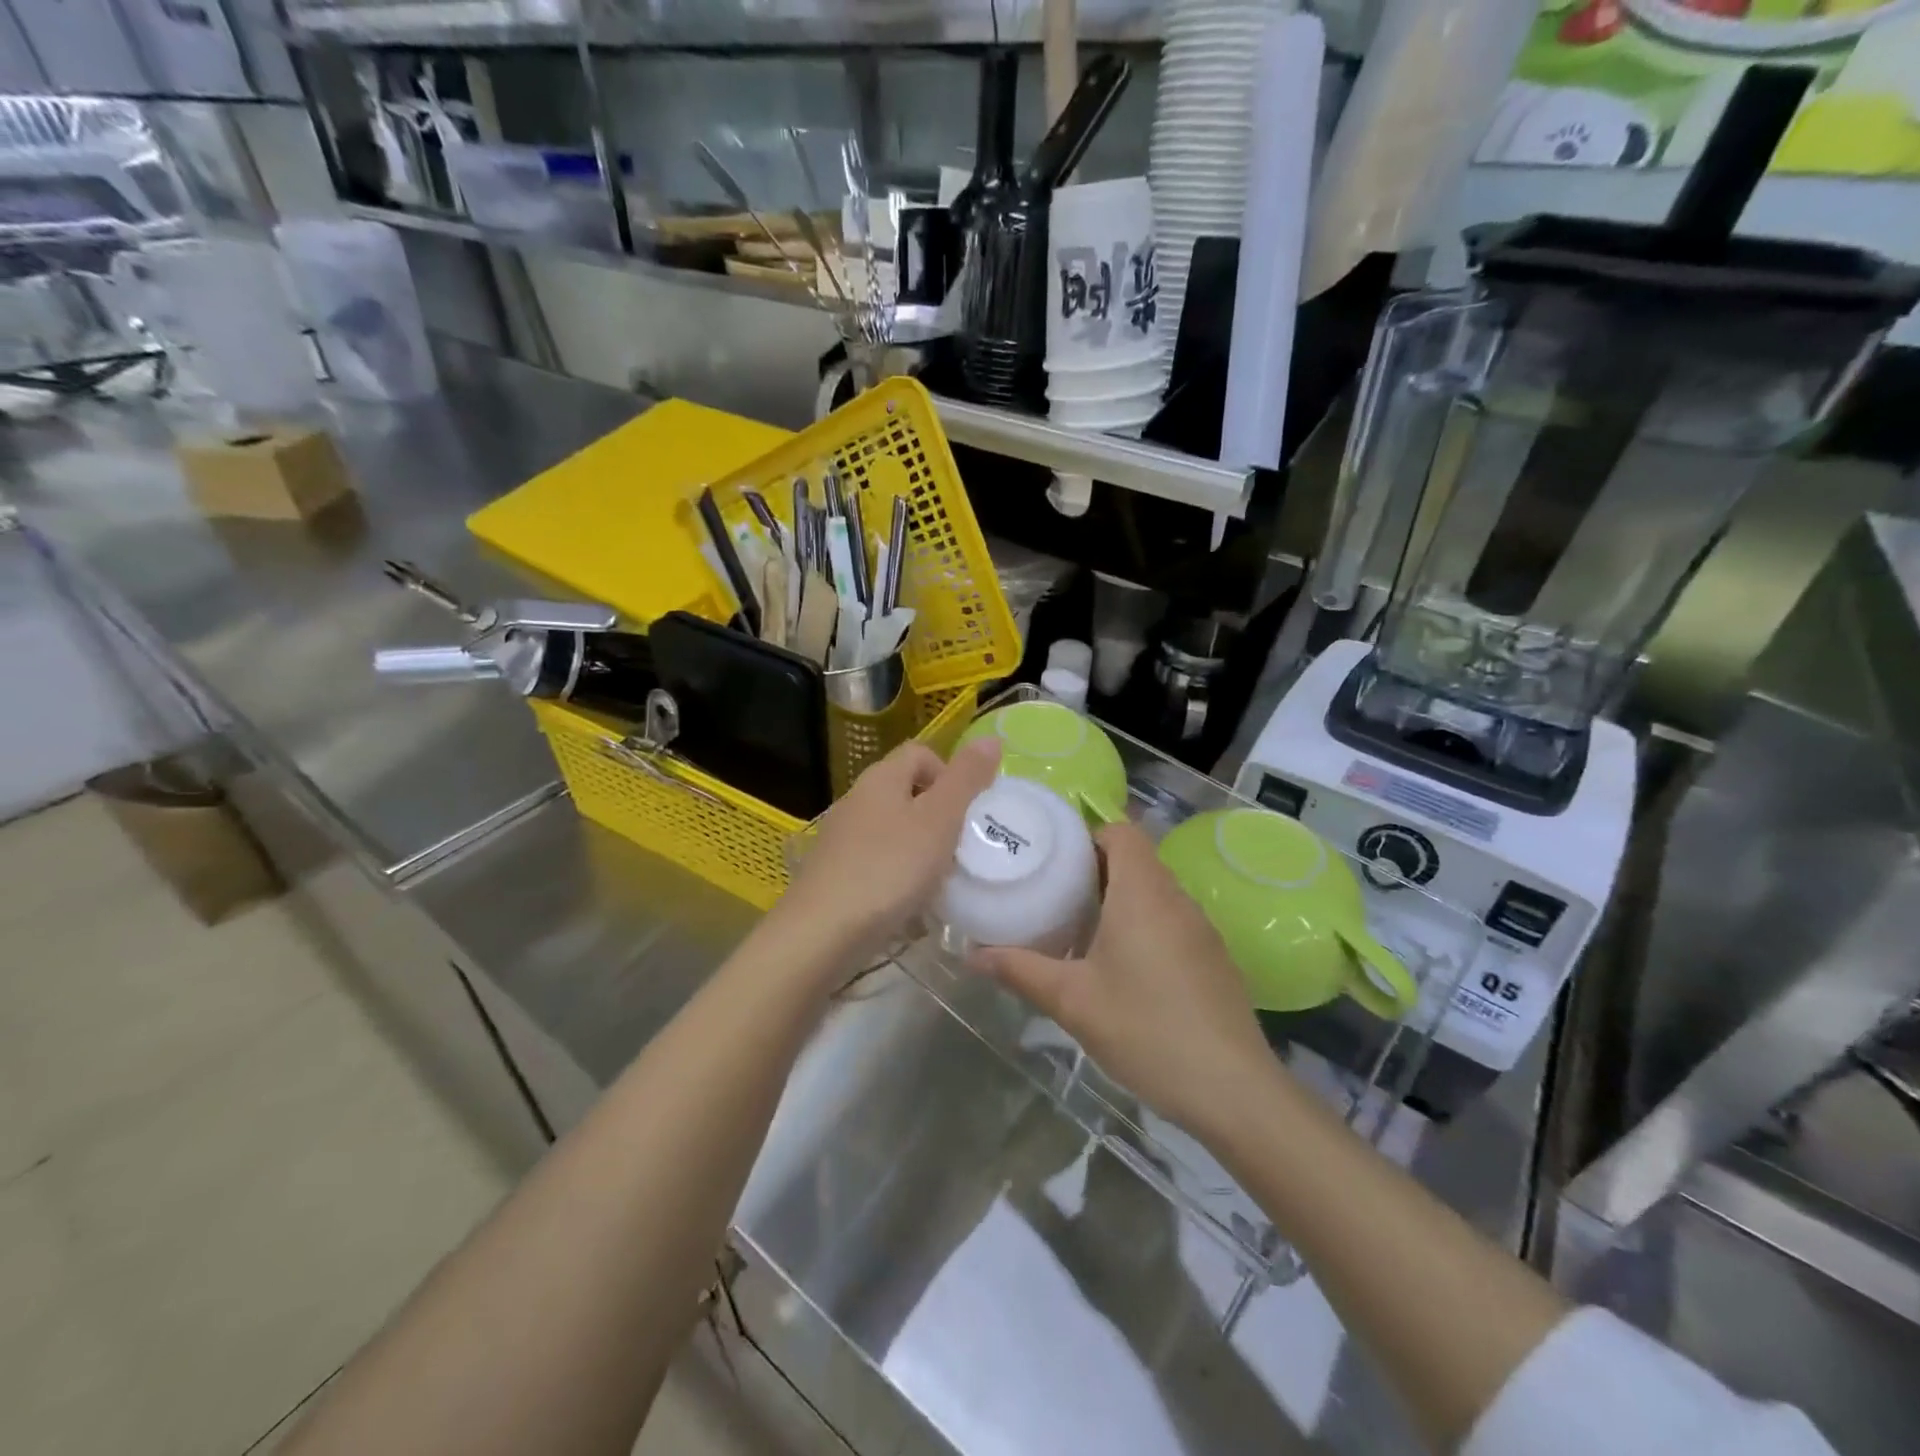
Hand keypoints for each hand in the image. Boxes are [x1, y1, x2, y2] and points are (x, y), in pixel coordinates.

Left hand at [775, 736, 1001, 970]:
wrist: (822, 932)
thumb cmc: (889, 868)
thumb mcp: (939, 819)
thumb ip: (966, 779)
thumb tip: (991, 738)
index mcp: (881, 778)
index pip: (920, 753)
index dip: (950, 773)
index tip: (969, 811)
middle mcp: (856, 799)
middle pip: (907, 791)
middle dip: (939, 815)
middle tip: (961, 847)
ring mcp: (842, 837)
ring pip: (894, 828)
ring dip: (921, 847)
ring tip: (940, 879)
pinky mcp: (835, 872)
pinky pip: (878, 860)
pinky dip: (899, 874)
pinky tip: (910, 902)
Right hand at [973, 821, 1276, 1136]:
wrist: (1233, 1090)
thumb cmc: (1146, 1029)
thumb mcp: (1072, 1001)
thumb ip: (1019, 970)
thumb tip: (970, 955)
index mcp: (1143, 892)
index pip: (1122, 831)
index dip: (1088, 833)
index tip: (1054, 855)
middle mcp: (1176, 899)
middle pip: (1136, 859)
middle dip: (1094, 869)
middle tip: (1053, 892)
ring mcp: (1201, 929)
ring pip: (1155, 892)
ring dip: (1120, 899)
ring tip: (1080, 927)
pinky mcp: (1214, 958)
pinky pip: (1172, 920)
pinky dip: (1144, 925)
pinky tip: (1122, 967)